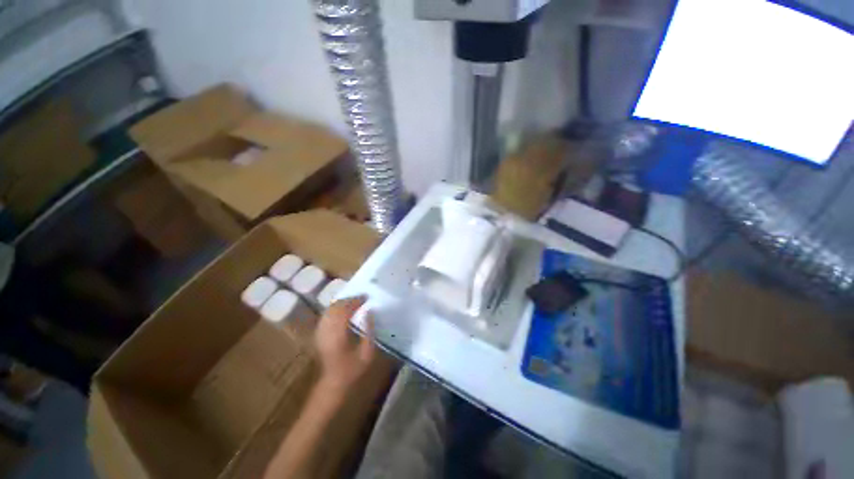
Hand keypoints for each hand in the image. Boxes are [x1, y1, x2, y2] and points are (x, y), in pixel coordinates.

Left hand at [314, 296, 376, 399]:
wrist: (333, 383)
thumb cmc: (352, 369)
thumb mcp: (367, 353)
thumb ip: (369, 331)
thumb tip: (369, 312)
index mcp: (338, 335)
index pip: (345, 311)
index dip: (355, 301)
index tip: (366, 297)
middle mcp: (327, 331)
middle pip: (336, 308)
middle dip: (349, 299)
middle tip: (361, 297)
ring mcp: (320, 332)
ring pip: (329, 310)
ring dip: (342, 302)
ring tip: (354, 300)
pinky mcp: (318, 334)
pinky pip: (325, 315)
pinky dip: (335, 308)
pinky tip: (342, 308)